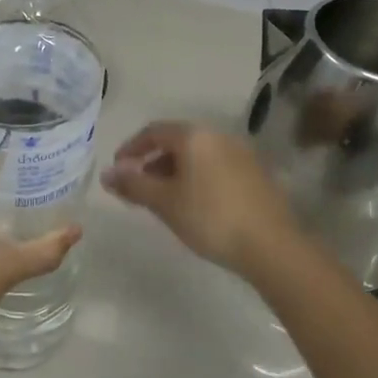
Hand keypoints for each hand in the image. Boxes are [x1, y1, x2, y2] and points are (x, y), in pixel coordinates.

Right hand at [100, 121, 309, 283]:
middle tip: (138, 189)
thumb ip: (133, 185)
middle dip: (152, 162)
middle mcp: (218, 136)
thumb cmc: (210, 218)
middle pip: (177, 142)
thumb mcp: (165, 202)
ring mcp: (241, 153)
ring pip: (197, 156)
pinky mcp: (255, 173)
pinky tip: (195, 205)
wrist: (271, 245)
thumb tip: (106, 174)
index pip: (153, 131)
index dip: (131, 148)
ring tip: (164, 200)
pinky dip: (197, 178)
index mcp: (194, 136)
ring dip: (175, 171)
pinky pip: (216, 167)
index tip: (118, 171)